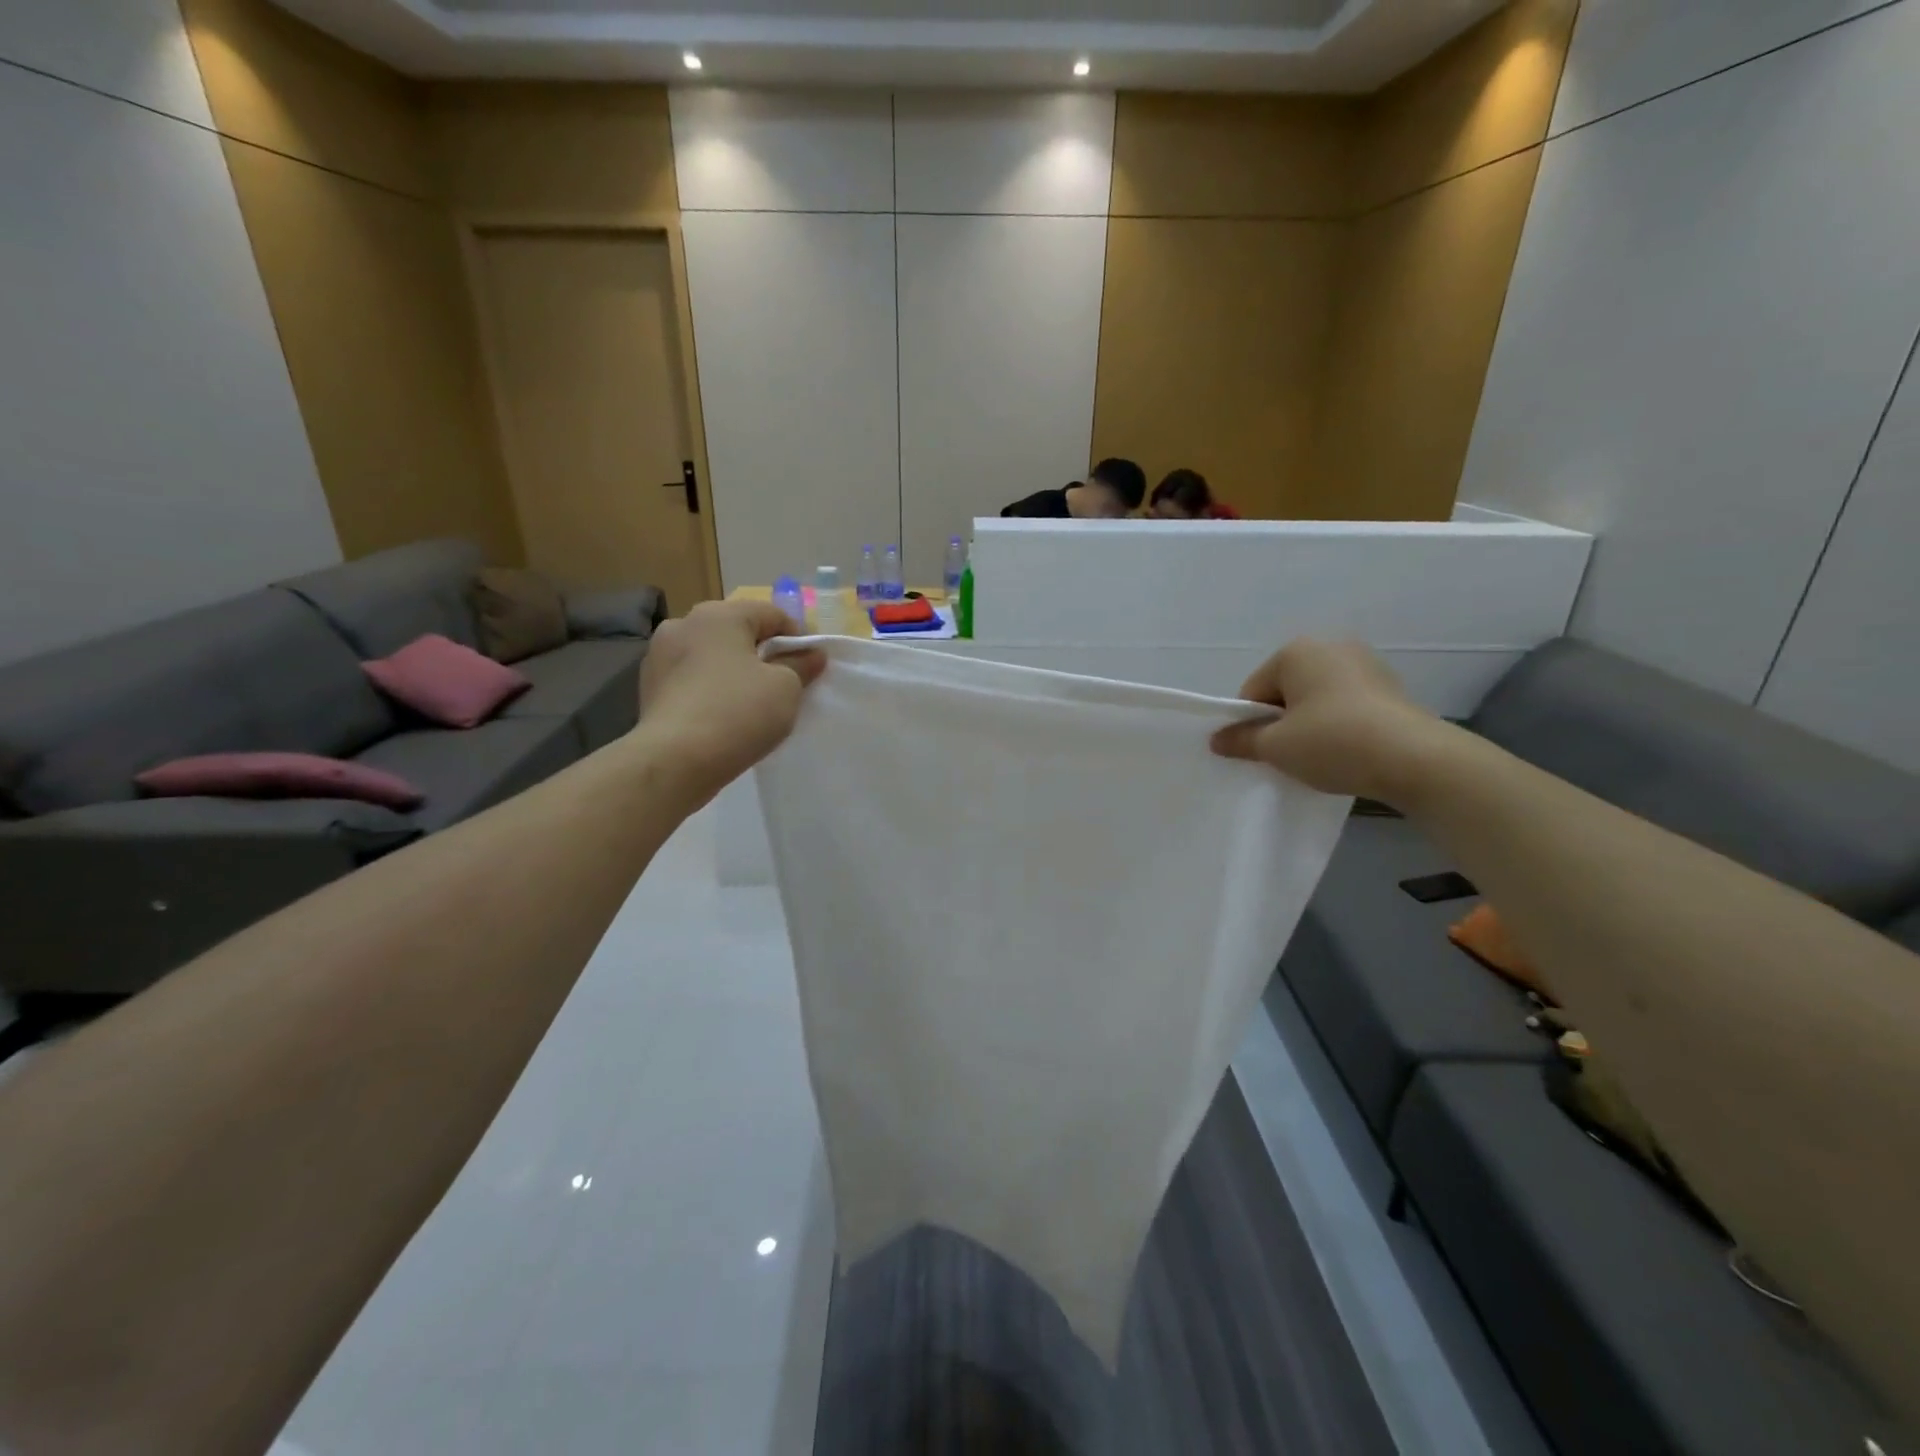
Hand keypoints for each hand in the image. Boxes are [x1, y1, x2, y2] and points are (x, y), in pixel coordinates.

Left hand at [636, 600, 824, 795]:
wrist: (675, 761)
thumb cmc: (738, 713)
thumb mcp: (786, 688)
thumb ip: (801, 665)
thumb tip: (812, 654)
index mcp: (719, 614)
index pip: (771, 614)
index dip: (797, 638)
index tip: (809, 667)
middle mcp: (684, 623)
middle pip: (737, 631)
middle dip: (762, 653)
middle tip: (782, 684)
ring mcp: (659, 654)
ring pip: (711, 655)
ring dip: (733, 670)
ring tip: (750, 702)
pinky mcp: (648, 685)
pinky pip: (691, 678)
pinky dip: (710, 688)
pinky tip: (721, 715)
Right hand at [1210, 639, 1444, 802]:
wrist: (1414, 759)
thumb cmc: (1332, 742)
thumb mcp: (1275, 747)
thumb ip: (1241, 740)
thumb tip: (1217, 740)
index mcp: (1296, 651)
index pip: (1253, 690)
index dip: (1250, 723)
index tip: (1261, 751)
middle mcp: (1330, 646)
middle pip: (1285, 690)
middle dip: (1281, 721)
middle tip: (1288, 755)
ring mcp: (1365, 663)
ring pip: (1316, 698)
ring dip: (1309, 724)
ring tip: (1319, 756)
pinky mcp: (1390, 686)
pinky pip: (1345, 704)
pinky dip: (1337, 724)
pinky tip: (1345, 750)